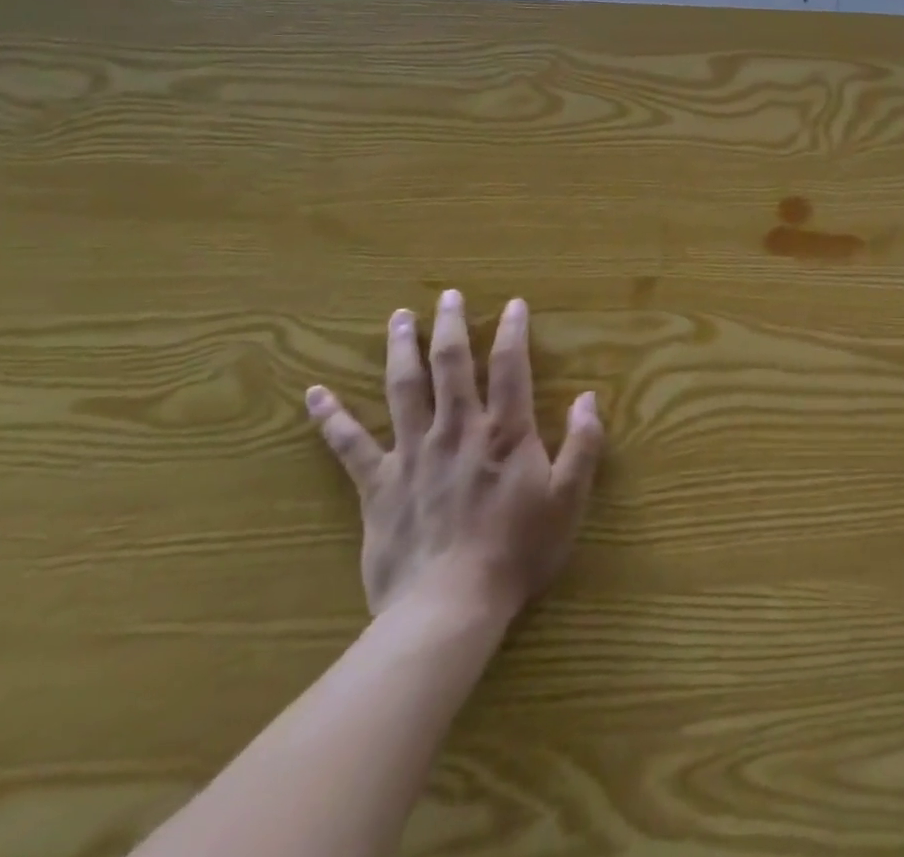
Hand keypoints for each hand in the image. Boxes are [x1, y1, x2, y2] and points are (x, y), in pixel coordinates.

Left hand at [305, 291, 605, 631]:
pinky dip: (331, 418)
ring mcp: (412, 454)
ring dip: (401, 349)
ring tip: (399, 318)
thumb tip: (589, 398)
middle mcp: (456, 429)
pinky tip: (314, 394)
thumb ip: (583, 445)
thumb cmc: (516, 552)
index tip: (514, 304)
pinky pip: (349, 445)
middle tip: (447, 294)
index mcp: (504, 431)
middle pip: (451, 364)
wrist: (448, 608)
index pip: (509, 366)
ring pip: (403, 389)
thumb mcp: (568, 500)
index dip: (513, 331)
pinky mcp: (377, 485)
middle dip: (450, 325)